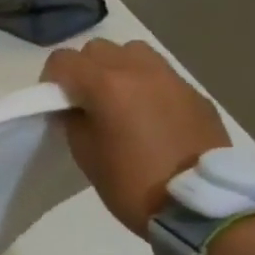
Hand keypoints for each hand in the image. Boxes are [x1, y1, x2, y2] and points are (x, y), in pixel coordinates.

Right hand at [42, 39, 232, 237]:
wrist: (203, 206)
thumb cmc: (132, 182)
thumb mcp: (85, 153)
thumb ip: (74, 119)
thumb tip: (75, 106)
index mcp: (106, 86)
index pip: (63, 60)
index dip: (51, 79)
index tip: (55, 103)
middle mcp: (139, 71)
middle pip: (98, 48)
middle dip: (84, 69)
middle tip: (85, 100)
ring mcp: (172, 80)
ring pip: (134, 52)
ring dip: (118, 68)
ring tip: (119, 99)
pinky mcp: (196, 95)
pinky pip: (162, 75)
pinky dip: (147, 85)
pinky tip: (150, 116)